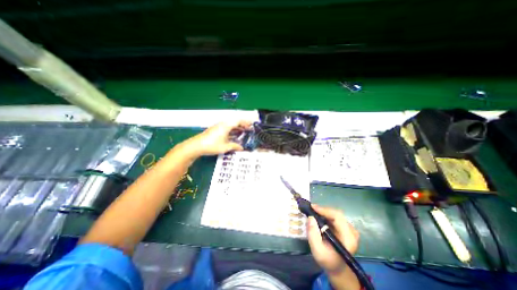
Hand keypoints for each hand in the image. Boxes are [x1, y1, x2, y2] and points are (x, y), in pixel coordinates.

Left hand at [180, 121, 252, 157]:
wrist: (196, 146)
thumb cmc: (212, 145)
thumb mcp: (225, 147)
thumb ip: (234, 146)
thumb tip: (242, 148)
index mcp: (226, 125)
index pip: (238, 121)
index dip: (246, 122)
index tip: (252, 125)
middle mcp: (223, 124)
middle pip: (235, 121)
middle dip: (243, 124)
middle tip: (249, 129)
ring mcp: (218, 126)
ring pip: (231, 124)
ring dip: (237, 127)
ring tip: (243, 131)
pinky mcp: (215, 129)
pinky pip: (227, 127)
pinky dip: (232, 129)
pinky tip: (234, 135)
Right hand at [306, 205, 359, 272]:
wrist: (338, 267)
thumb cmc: (327, 260)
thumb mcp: (317, 250)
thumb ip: (313, 234)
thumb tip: (310, 217)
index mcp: (348, 238)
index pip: (338, 217)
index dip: (325, 210)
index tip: (312, 207)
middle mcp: (352, 231)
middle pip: (337, 214)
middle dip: (323, 210)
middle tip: (311, 209)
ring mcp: (350, 229)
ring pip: (336, 214)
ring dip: (324, 212)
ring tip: (313, 212)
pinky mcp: (347, 227)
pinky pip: (336, 217)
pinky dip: (326, 215)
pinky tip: (319, 217)